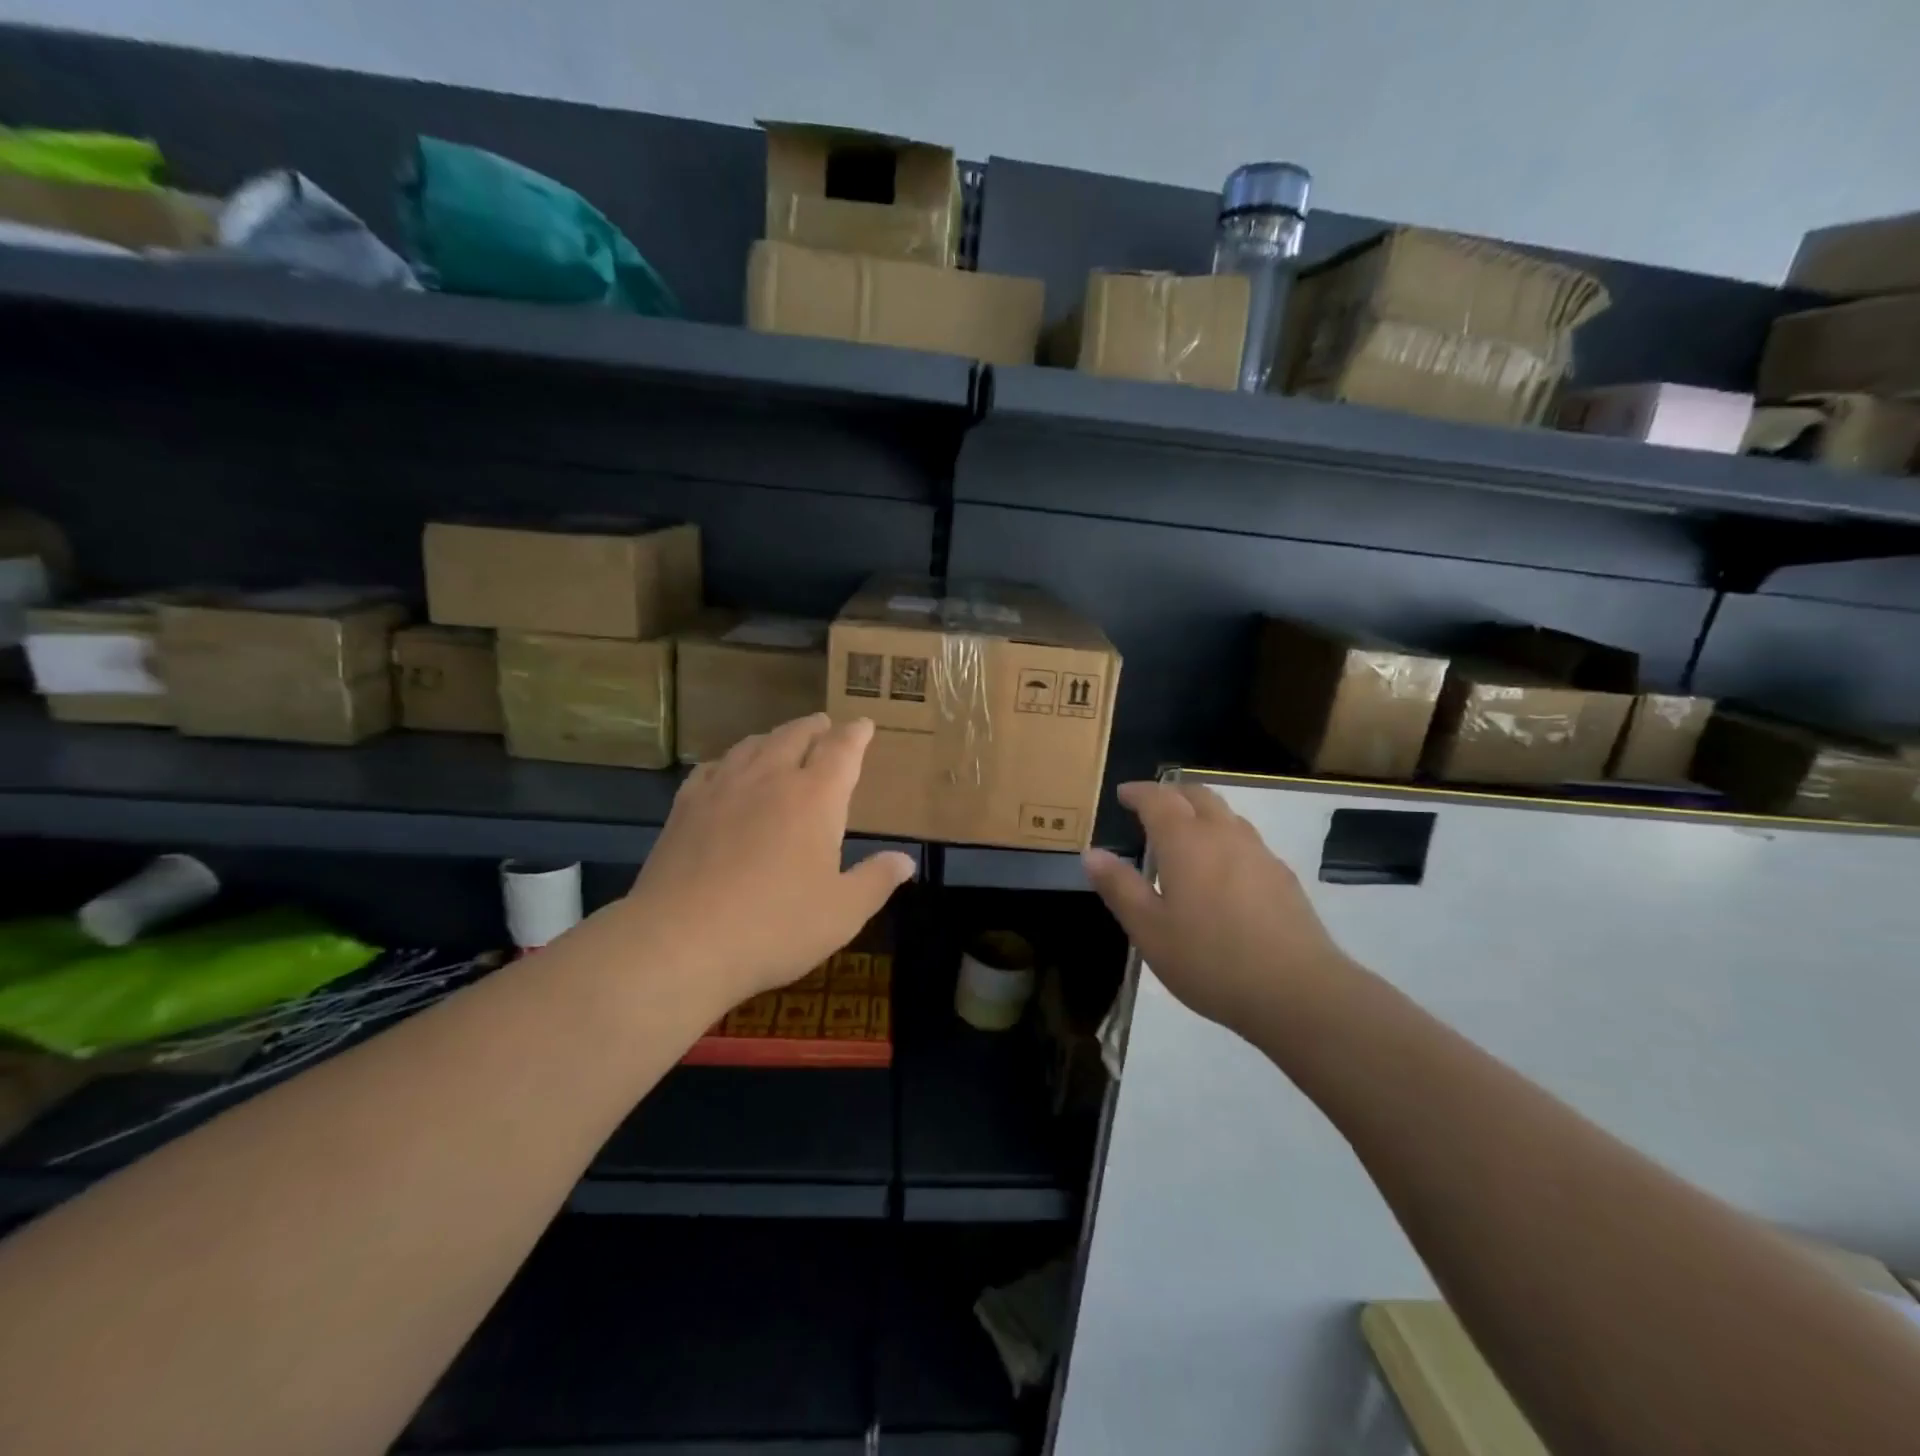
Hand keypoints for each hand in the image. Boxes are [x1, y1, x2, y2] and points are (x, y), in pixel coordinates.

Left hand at [620, 714, 914, 1013]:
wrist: (681, 942)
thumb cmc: (775, 927)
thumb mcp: (842, 912)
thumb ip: (876, 880)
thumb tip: (905, 861)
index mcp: (815, 797)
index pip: (842, 749)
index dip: (856, 733)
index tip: (863, 724)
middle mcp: (770, 779)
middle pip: (795, 735)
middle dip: (815, 727)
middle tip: (824, 725)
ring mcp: (723, 789)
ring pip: (752, 745)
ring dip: (774, 737)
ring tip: (781, 740)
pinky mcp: (685, 807)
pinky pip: (712, 767)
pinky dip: (730, 760)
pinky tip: (728, 771)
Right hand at [1083, 780, 1352, 1037]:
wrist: (1297, 991)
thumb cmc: (1210, 960)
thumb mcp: (1149, 930)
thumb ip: (1120, 887)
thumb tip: (1092, 853)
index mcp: (1186, 842)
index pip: (1158, 799)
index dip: (1138, 792)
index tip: (1123, 793)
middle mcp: (1224, 835)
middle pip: (1197, 795)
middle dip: (1171, 793)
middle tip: (1152, 805)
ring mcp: (1259, 853)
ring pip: (1227, 815)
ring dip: (1201, 812)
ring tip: (1186, 834)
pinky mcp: (1283, 877)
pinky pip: (1247, 840)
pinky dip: (1225, 837)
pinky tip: (1223, 869)